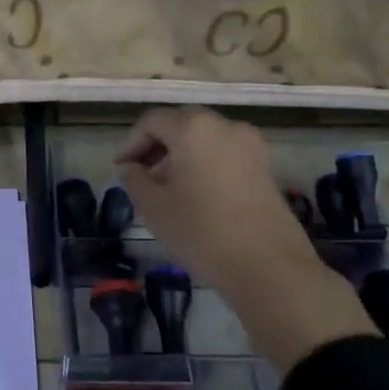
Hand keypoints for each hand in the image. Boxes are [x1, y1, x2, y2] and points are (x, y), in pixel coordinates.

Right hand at [116, 107, 376, 368]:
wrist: (268, 267)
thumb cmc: (201, 232)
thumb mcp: (153, 207)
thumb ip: (134, 179)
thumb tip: (131, 167)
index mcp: (194, 128)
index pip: (152, 122)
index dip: (131, 143)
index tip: (120, 169)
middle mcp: (225, 126)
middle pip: (181, 124)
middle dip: (156, 145)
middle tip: (139, 174)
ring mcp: (251, 145)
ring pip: (205, 138)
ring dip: (180, 155)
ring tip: (165, 188)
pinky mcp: (265, 166)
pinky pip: (224, 153)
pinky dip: (204, 163)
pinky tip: (194, 194)